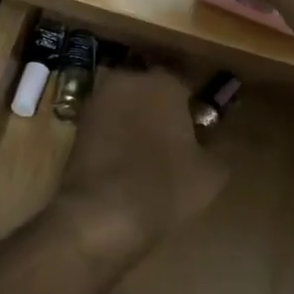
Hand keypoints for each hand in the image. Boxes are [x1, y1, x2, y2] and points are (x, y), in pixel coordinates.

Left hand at [54, 68, 227, 258]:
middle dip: (163, 109)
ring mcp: (98, 100)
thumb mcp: (210, 173)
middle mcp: (128, 80)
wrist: (100, 213)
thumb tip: (211, 140)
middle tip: (175, 141)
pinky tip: (125, 162)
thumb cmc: (164, 186)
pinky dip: (116, 135)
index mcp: (164, 83)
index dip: (195, 108)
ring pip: (127, 105)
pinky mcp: (77, 124)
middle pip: (152, 91)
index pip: (187, 85)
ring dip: (137, 120)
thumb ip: (216, 146)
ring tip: (149, 154)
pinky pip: (107, 123)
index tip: (200, 129)